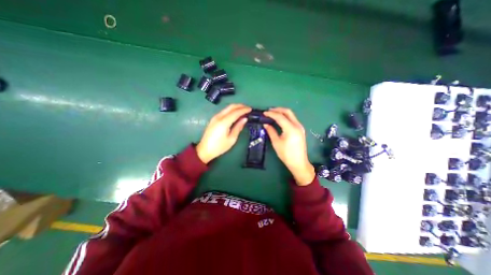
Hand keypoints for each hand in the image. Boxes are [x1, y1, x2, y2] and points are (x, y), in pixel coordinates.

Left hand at [195, 103, 250, 162]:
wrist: (205, 150)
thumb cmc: (219, 147)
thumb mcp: (231, 139)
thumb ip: (238, 127)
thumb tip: (244, 119)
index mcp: (224, 122)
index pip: (236, 112)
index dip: (244, 110)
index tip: (250, 109)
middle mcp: (219, 117)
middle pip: (230, 107)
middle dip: (240, 106)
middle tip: (247, 108)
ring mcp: (215, 117)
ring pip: (227, 108)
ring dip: (235, 108)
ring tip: (243, 110)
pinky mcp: (214, 119)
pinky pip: (224, 111)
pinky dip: (231, 111)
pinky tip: (235, 114)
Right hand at [264, 106, 313, 183]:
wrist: (299, 163)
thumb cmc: (286, 154)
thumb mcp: (276, 143)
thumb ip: (271, 131)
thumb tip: (265, 124)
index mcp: (291, 129)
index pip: (280, 117)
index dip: (271, 114)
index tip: (264, 113)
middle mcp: (297, 125)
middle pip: (288, 112)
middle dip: (278, 110)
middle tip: (269, 111)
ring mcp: (300, 127)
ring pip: (291, 115)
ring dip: (282, 113)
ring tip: (273, 114)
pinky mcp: (300, 130)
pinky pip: (293, 119)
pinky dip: (286, 117)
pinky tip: (280, 120)